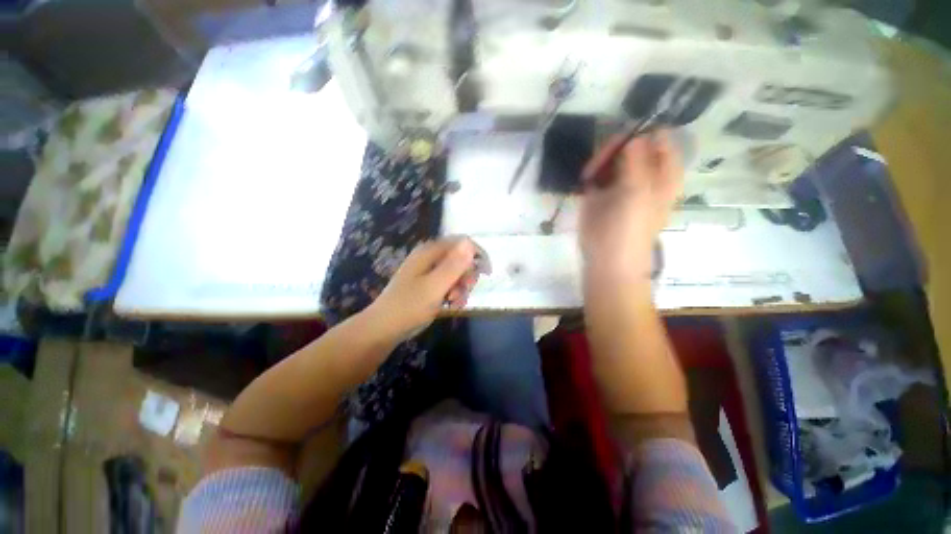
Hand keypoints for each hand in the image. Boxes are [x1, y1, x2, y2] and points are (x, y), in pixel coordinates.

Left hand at [367, 238, 478, 340]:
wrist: (385, 328)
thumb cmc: (409, 306)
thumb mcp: (435, 286)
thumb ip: (454, 265)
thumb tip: (470, 243)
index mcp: (430, 252)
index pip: (462, 243)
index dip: (476, 255)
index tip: (486, 273)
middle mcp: (431, 257)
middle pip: (461, 258)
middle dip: (467, 276)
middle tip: (464, 291)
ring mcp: (430, 271)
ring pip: (457, 273)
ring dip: (462, 288)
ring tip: (454, 302)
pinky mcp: (429, 284)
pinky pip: (450, 284)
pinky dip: (455, 294)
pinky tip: (451, 306)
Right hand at [579, 131, 682, 280]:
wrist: (607, 258)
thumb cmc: (628, 227)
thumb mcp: (637, 190)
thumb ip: (637, 158)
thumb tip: (634, 134)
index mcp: (663, 172)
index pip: (657, 138)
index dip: (640, 134)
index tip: (621, 141)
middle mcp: (643, 173)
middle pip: (631, 144)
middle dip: (614, 148)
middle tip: (599, 163)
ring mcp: (621, 182)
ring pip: (612, 156)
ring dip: (600, 160)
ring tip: (590, 175)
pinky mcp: (601, 192)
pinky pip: (597, 171)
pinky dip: (591, 171)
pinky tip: (586, 181)